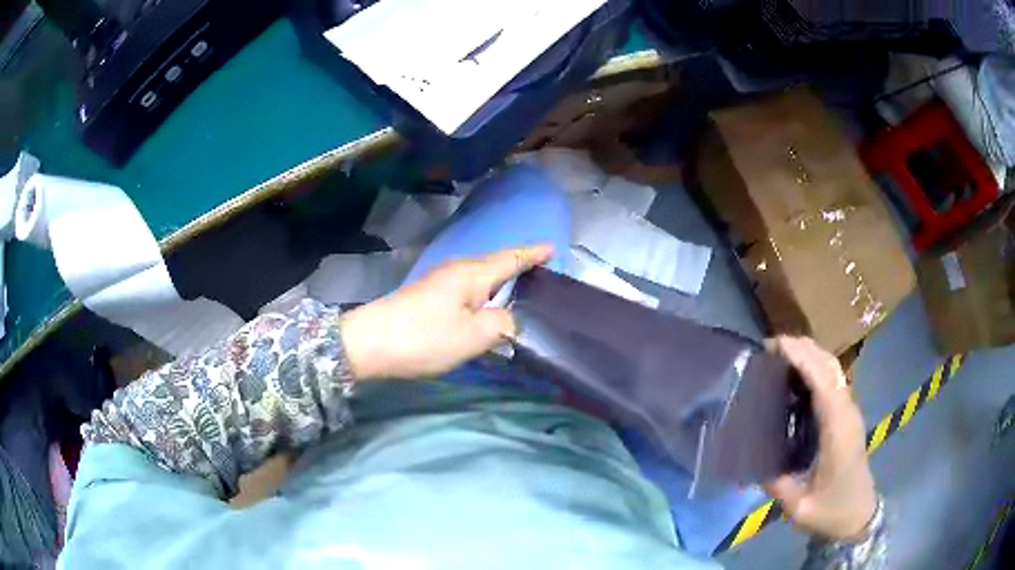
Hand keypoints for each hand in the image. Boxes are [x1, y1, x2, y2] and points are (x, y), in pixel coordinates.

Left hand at [339, 245, 552, 379]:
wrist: (370, 342)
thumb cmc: (425, 337)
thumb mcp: (473, 336)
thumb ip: (503, 325)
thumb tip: (511, 321)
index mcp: (473, 274)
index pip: (511, 258)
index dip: (533, 254)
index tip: (553, 248)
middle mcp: (457, 270)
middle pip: (495, 263)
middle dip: (519, 265)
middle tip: (542, 275)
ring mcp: (439, 281)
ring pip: (480, 276)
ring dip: (500, 281)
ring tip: (520, 291)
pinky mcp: (428, 295)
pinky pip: (466, 288)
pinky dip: (484, 293)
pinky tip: (485, 307)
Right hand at [764, 336, 877, 541]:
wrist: (858, 515)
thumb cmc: (831, 510)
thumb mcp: (799, 506)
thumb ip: (776, 483)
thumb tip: (750, 458)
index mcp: (838, 429)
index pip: (824, 381)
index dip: (802, 358)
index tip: (774, 346)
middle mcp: (847, 411)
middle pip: (830, 365)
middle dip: (802, 348)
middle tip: (768, 349)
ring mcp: (849, 411)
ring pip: (832, 369)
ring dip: (808, 355)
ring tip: (778, 357)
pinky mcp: (846, 415)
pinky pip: (831, 380)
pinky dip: (813, 369)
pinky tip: (794, 379)